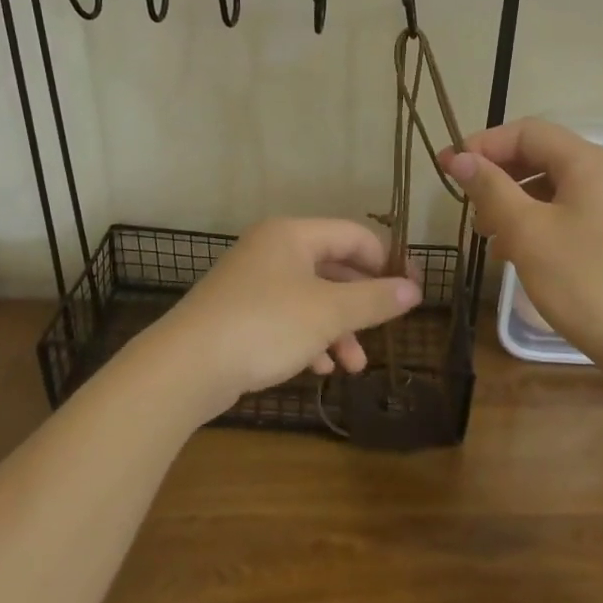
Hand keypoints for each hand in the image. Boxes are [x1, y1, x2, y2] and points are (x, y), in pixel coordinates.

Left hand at [143, 218, 421, 421]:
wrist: (186, 366)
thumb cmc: (266, 325)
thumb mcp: (329, 312)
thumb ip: (375, 299)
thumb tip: (415, 289)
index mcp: (292, 235)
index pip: (353, 235)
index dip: (386, 261)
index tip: (411, 291)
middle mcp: (271, 250)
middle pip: (332, 267)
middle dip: (361, 303)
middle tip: (386, 328)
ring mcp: (252, 282)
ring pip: (310, 298)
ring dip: (338, 328)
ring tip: (354, 365)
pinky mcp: (239, 313)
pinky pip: (286, 318)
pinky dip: (308, 338)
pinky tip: (321, 368)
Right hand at [440, 119, 602, 369]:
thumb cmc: (586, 282)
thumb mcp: (528, 233)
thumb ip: (491, 189)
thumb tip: (460, 157)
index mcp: (588, 163)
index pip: (526, 132)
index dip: (483, 144)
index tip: (448, 169)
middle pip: (541, 156)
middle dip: (498, 176)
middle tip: (467, 207)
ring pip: (552, 189)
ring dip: (514, 203)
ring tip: (489, 237)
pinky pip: (568, 214)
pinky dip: (537, 224)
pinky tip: (519, 254)